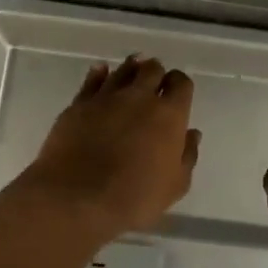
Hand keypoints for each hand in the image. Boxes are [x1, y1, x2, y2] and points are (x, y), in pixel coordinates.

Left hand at [13, 56, 200, 238]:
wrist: (76, 198)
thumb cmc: (134, 197)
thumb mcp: (175, 186)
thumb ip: (187, 156)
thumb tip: (191, 133)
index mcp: (169, 115)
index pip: (181, 84)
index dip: (180, 85)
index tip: (177, 93)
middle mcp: (139, 97)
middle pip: (151, 69)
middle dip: (156, 73)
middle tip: (154, 82)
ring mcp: (106, 98)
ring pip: (123, 70)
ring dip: (131, 69)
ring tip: (132, 70)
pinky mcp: (78, 104)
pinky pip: (92, 80)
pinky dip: (99, 73)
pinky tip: (101, 72)